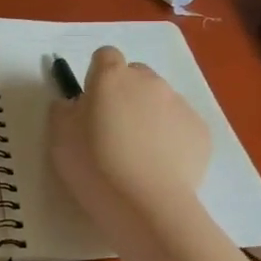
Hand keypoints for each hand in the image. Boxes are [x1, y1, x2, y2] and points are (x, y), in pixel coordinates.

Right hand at [49, 46, 210, 224]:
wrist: (146, 204)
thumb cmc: (94, 167)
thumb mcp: (59, 138)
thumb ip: (63, 111)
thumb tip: (72, 103)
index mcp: (111, 78)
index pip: (106, 56)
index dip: (98, 75)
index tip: (92, 102)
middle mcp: (149, 82)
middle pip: (136, 75)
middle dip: (126, 93)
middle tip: (114, 129)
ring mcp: (179, 104)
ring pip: (161, 99)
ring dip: (149, 115)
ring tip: (140, 153)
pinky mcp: (200, 130)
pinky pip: (181, 124)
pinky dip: (172, 137)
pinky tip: (161, 166)